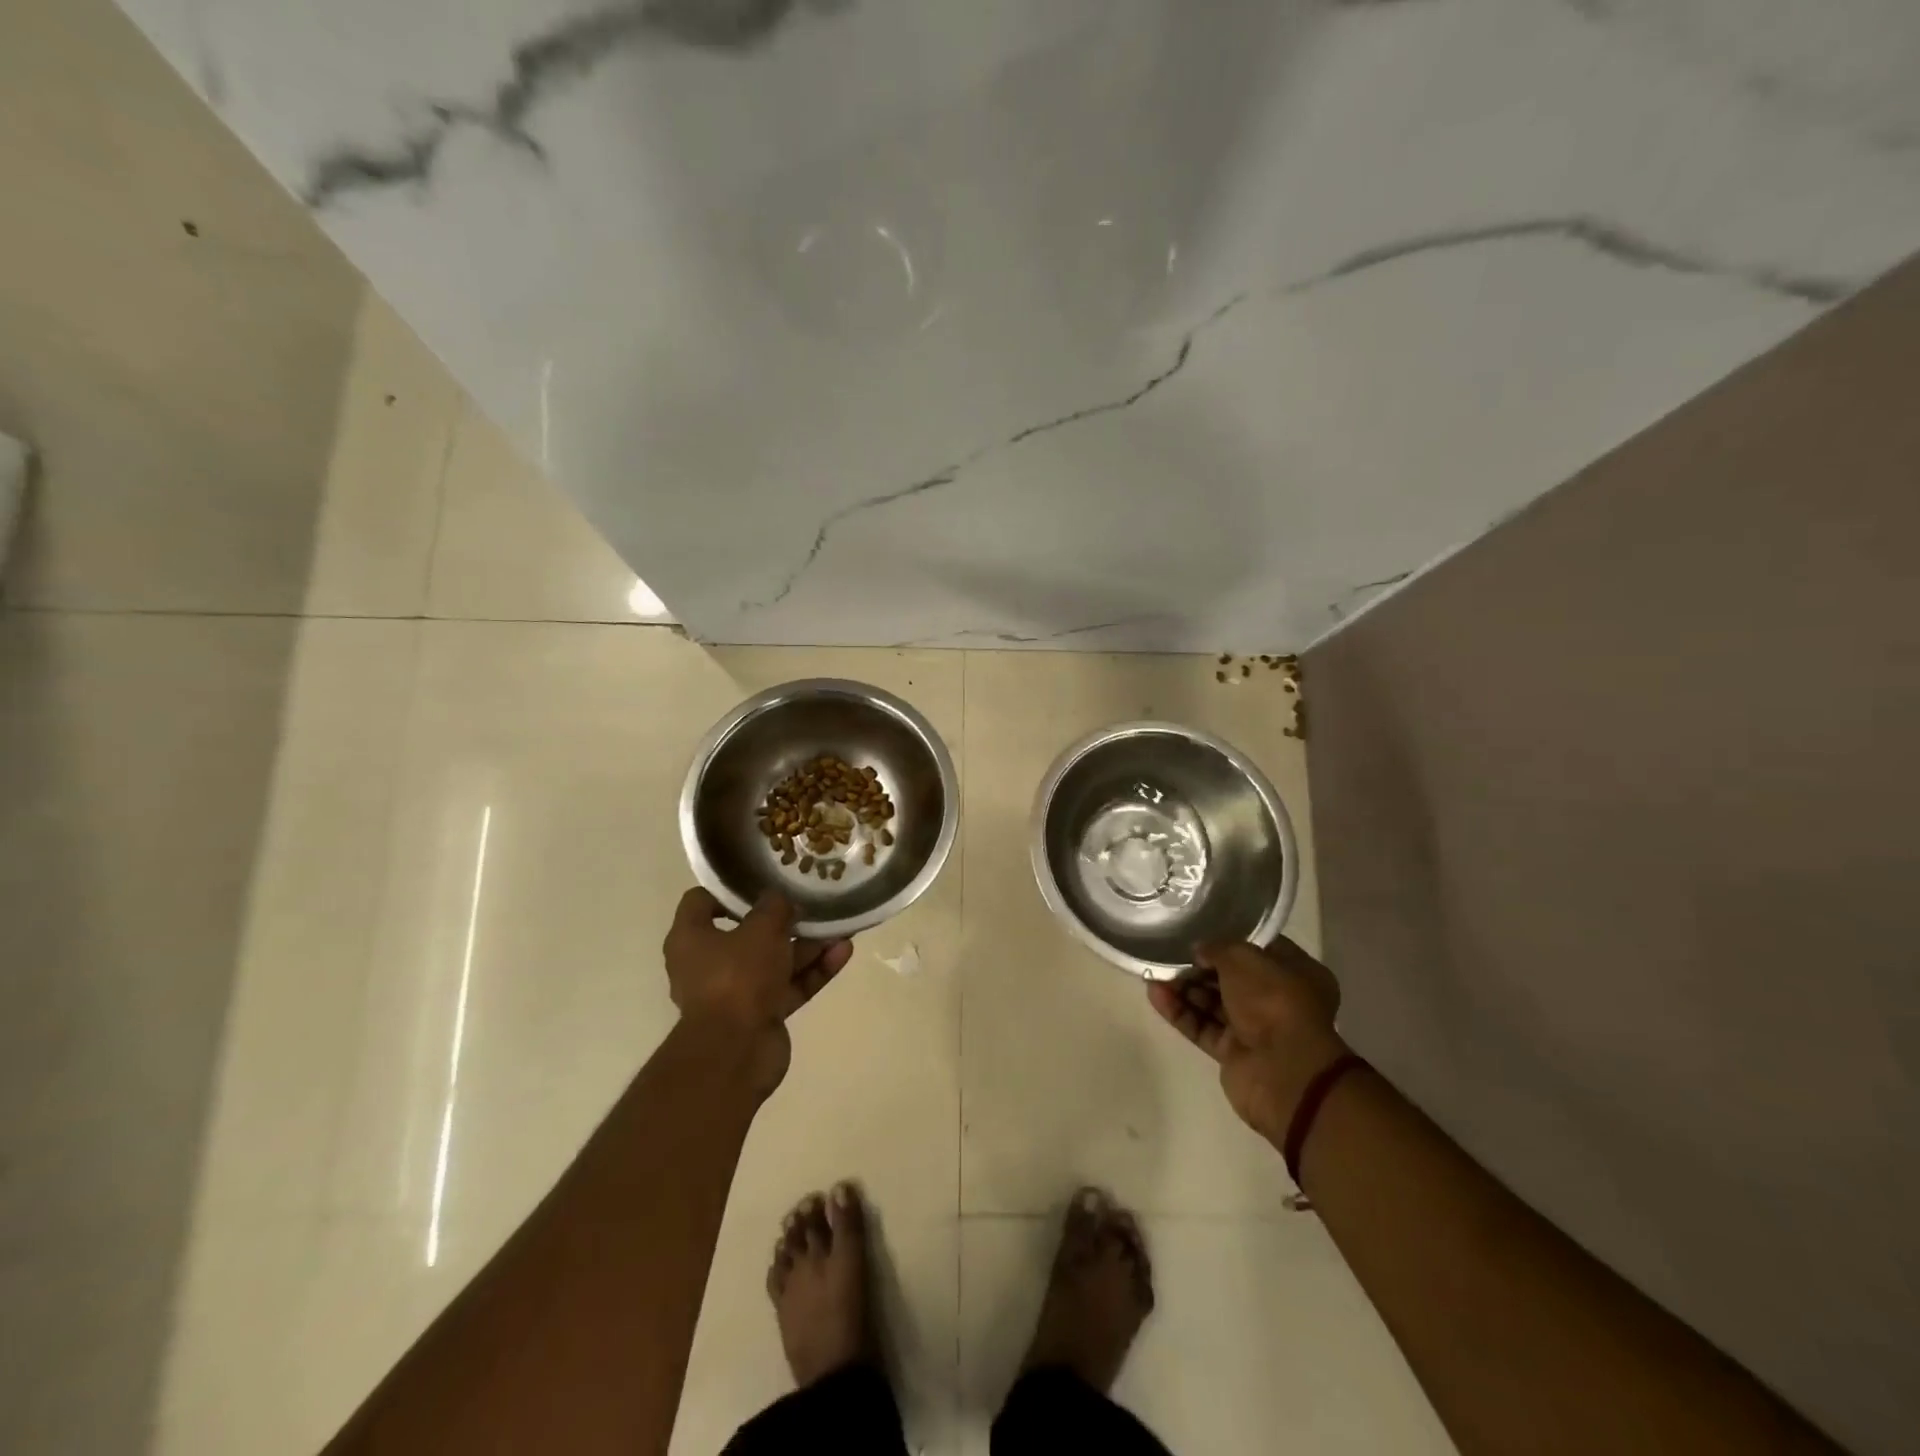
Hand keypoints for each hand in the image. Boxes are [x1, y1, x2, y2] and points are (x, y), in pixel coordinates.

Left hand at [663, 888, 853, 1095]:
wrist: (736, 1052)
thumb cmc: (737, 977)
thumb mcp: (761, 928)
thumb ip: (774, 907)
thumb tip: (780, 899)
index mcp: (691, 938)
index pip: (701, 902)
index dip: (729, 890)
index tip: (762, 882)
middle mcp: (708, 964)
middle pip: (747, 933)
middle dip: (783, 920)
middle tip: (811, 903)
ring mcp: (736, 991)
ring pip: (774, 960)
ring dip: (807, 946)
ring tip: (840, 927)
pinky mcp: (761, 1014)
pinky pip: (789, 985)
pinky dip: (813, 971)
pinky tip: (843, 953)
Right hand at [1148, 937, 1348, 1143]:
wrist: (1283, 1073)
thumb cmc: (1273, 1002)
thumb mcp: (1244, 958)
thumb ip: (1217, 948)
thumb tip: (1199, 951)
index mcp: (1295, 972)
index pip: (1257, 949)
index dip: (1227, 939)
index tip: (1198, 932)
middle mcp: (1276, 999)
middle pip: (1230, 977)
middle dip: (1198, 966)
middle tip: (1168, 953)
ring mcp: (1254, 1028)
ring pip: (1212, 1002)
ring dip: (1184, 987)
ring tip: (1153, 972)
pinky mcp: (1232, 1053)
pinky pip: (1201, 1026)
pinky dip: (1179, 1011)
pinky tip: (1155, 995)